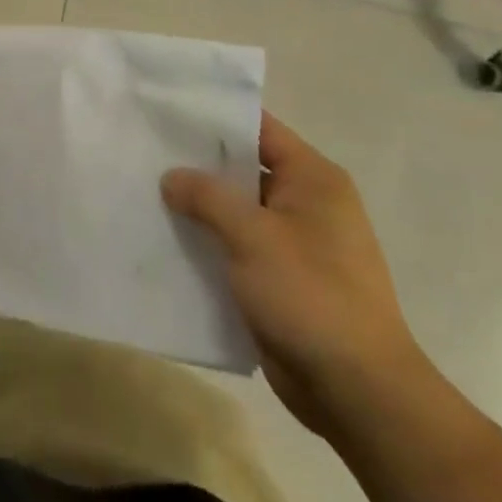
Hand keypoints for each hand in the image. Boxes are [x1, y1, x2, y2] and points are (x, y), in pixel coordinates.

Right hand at [162, 113, 429, 438]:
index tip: (167, 110)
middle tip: (145, 151)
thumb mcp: (253, 236)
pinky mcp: (280, 279)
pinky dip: (208, 242)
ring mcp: (294, 243)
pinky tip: (166, 239)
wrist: (357, 391)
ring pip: (236, 211)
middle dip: (197, 164)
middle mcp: (306, 203)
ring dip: (198, 207)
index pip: (259, 129)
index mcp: (313, 179)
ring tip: (144, 191)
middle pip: (244, 168)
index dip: (216, 117)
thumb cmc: (311, 295)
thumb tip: (171, 176)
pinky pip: (237, 247)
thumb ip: (207, 197)